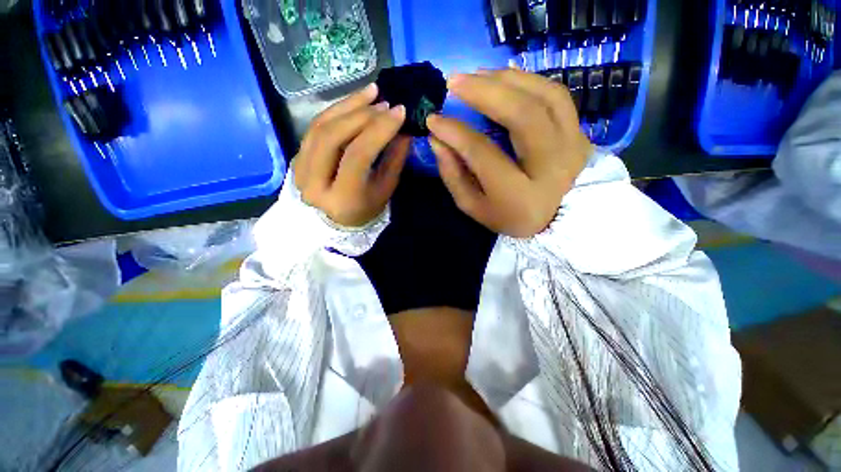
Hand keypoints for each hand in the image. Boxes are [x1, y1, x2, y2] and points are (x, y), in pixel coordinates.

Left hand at [294, 83, 411, 226]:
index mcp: (342, 197)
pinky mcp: (297, 158)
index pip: (358, 155)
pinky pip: (315, 127)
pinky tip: (354, 102)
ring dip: (347, 105)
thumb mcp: (385, 190)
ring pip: (320, 126)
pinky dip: (336, 111)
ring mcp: (300, 169)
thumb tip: (404, 129)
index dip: (379, 130)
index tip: (399, 111)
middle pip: (332, 136)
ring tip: (371, 93)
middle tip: (384, 101)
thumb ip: (394, 160)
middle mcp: (314, 183)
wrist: (333, 223)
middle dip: (361, 114)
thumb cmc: (365, 210)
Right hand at [427, 68, 592, 237]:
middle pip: (522, 116)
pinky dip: (530, 80)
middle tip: (454, 81)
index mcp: (519, 196)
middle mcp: (552, 168)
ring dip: (507, 80)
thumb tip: (437, 140)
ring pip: (544, 97)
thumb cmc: (510, 217)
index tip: (434, 119)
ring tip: (477, 75)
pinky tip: (506, 75)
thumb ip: (454, 176)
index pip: (483, 154)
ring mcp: (573, 148)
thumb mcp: (474, 207)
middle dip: (484, 92)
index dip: (455, 132)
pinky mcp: (581, 135)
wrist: (559, 222)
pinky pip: (558, 97)